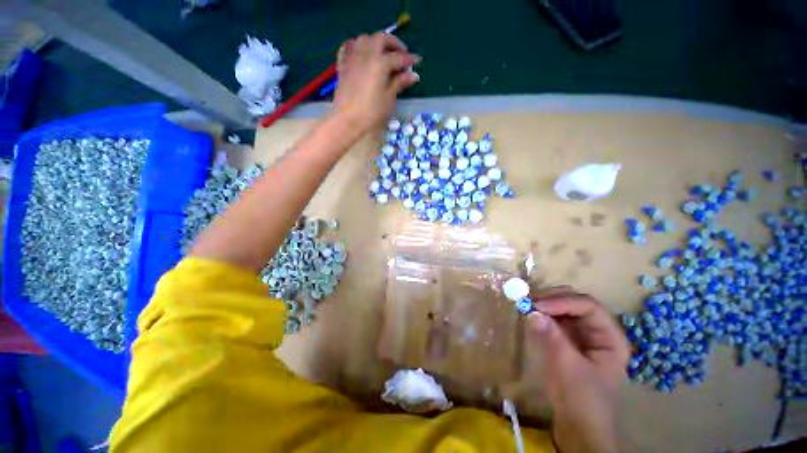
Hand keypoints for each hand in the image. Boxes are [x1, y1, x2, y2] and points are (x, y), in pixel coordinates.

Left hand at [332, 33, 420, 133]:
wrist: (347, 122)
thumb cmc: (371, 113)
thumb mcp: (389, 99)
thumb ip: (399, 83)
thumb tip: (413, 75)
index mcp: (379, 63)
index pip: (398, 57)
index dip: (409, 59)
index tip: (417, 61)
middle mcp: (365, 55)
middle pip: (380, 38)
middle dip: (393, 43)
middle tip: (402, 53)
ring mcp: (352, 59)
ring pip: (364, 39)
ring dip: (375, 42)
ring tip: (383, 53)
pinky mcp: (343, 67)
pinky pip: (348, 48)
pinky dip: (356, 46)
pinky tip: (361, 54)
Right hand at [526, 287, 629, 452]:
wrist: (578, 426)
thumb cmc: (582, 400)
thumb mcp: (568, 368)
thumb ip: (552, 338)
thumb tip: (531, 312)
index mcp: (610, 337)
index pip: (588, 307)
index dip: (563, 302)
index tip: (538, 305)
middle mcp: (598, 331)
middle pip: (576, 302)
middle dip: (552, 299)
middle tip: (529, 300)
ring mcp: (582, 334)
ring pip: (563, 308)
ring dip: (545, 304)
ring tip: (526, 304)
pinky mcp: (567, 339)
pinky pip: (554, 319)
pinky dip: (542, 314)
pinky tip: (530, 314)